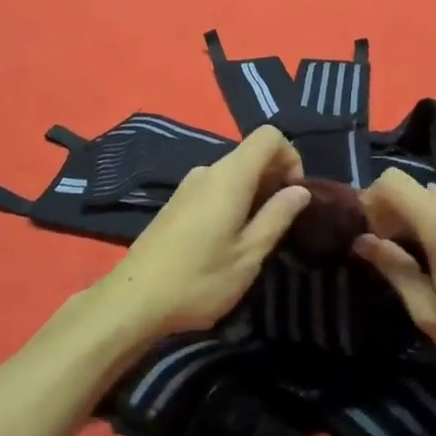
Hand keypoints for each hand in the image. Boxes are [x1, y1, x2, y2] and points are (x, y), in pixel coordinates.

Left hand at [100, 125, 310, 340]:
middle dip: (275, 178)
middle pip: (251, 153)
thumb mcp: (248, 255)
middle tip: (280, 222)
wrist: (134, 299)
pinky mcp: (176, 203)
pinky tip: (227, 239)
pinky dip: (233, 200)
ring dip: (254, 193)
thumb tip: (300, 190)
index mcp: (229, 176)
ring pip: (233, 173)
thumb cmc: (199, 279)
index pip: (269, 136)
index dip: (291, 157)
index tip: (294, 195)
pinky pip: (215, 187)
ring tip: (255, 236)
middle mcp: (208, 171)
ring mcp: (188, 186)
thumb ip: (277, 217)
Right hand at [356, 168, 435, 390]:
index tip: (369, 235)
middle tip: (387, 252)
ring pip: (435, 197)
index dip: (372, 200)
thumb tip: (361, 240)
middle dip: (392, 211)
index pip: (394, 182)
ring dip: (415, 217)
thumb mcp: (427, 310)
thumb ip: (393, 267)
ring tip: (414, 259)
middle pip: (414, 187)